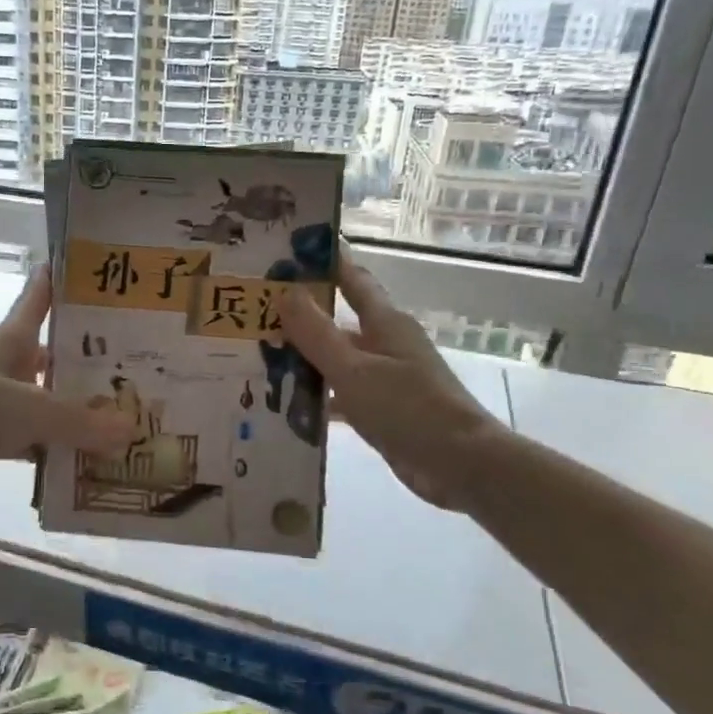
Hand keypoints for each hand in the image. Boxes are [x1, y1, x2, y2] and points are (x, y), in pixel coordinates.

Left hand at [0, 266, 134, 495]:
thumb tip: (131, 430)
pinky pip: (37, 438)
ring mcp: (1, 401)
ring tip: (124, 412)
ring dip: (78, 407)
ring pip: (48, 399)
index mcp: (11, 340)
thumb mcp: (29, 408)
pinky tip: (90, 456)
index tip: (93, 268)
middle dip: (89, 357)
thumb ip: (80, 420)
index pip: (38, 298)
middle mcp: (8, 364)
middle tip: (136, 361)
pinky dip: (59, 446)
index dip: (59, 280)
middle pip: (54, 352)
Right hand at [281, 259, 509, 512]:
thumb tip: (286, 292)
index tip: (290, 249)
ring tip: (256, 357)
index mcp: (385, 323)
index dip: (326, 262)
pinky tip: (285, 404)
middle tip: (253, 312)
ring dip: (303, 359)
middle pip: (338, 322)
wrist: (460, 464)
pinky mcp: (383, 409)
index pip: (352, 279)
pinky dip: (317, 396)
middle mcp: (385, 344)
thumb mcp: (354, 369)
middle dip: (300, 316)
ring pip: (336, 360)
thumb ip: (317, 333)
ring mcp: (385, 378)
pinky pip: (341, 394)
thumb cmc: (408, 408)